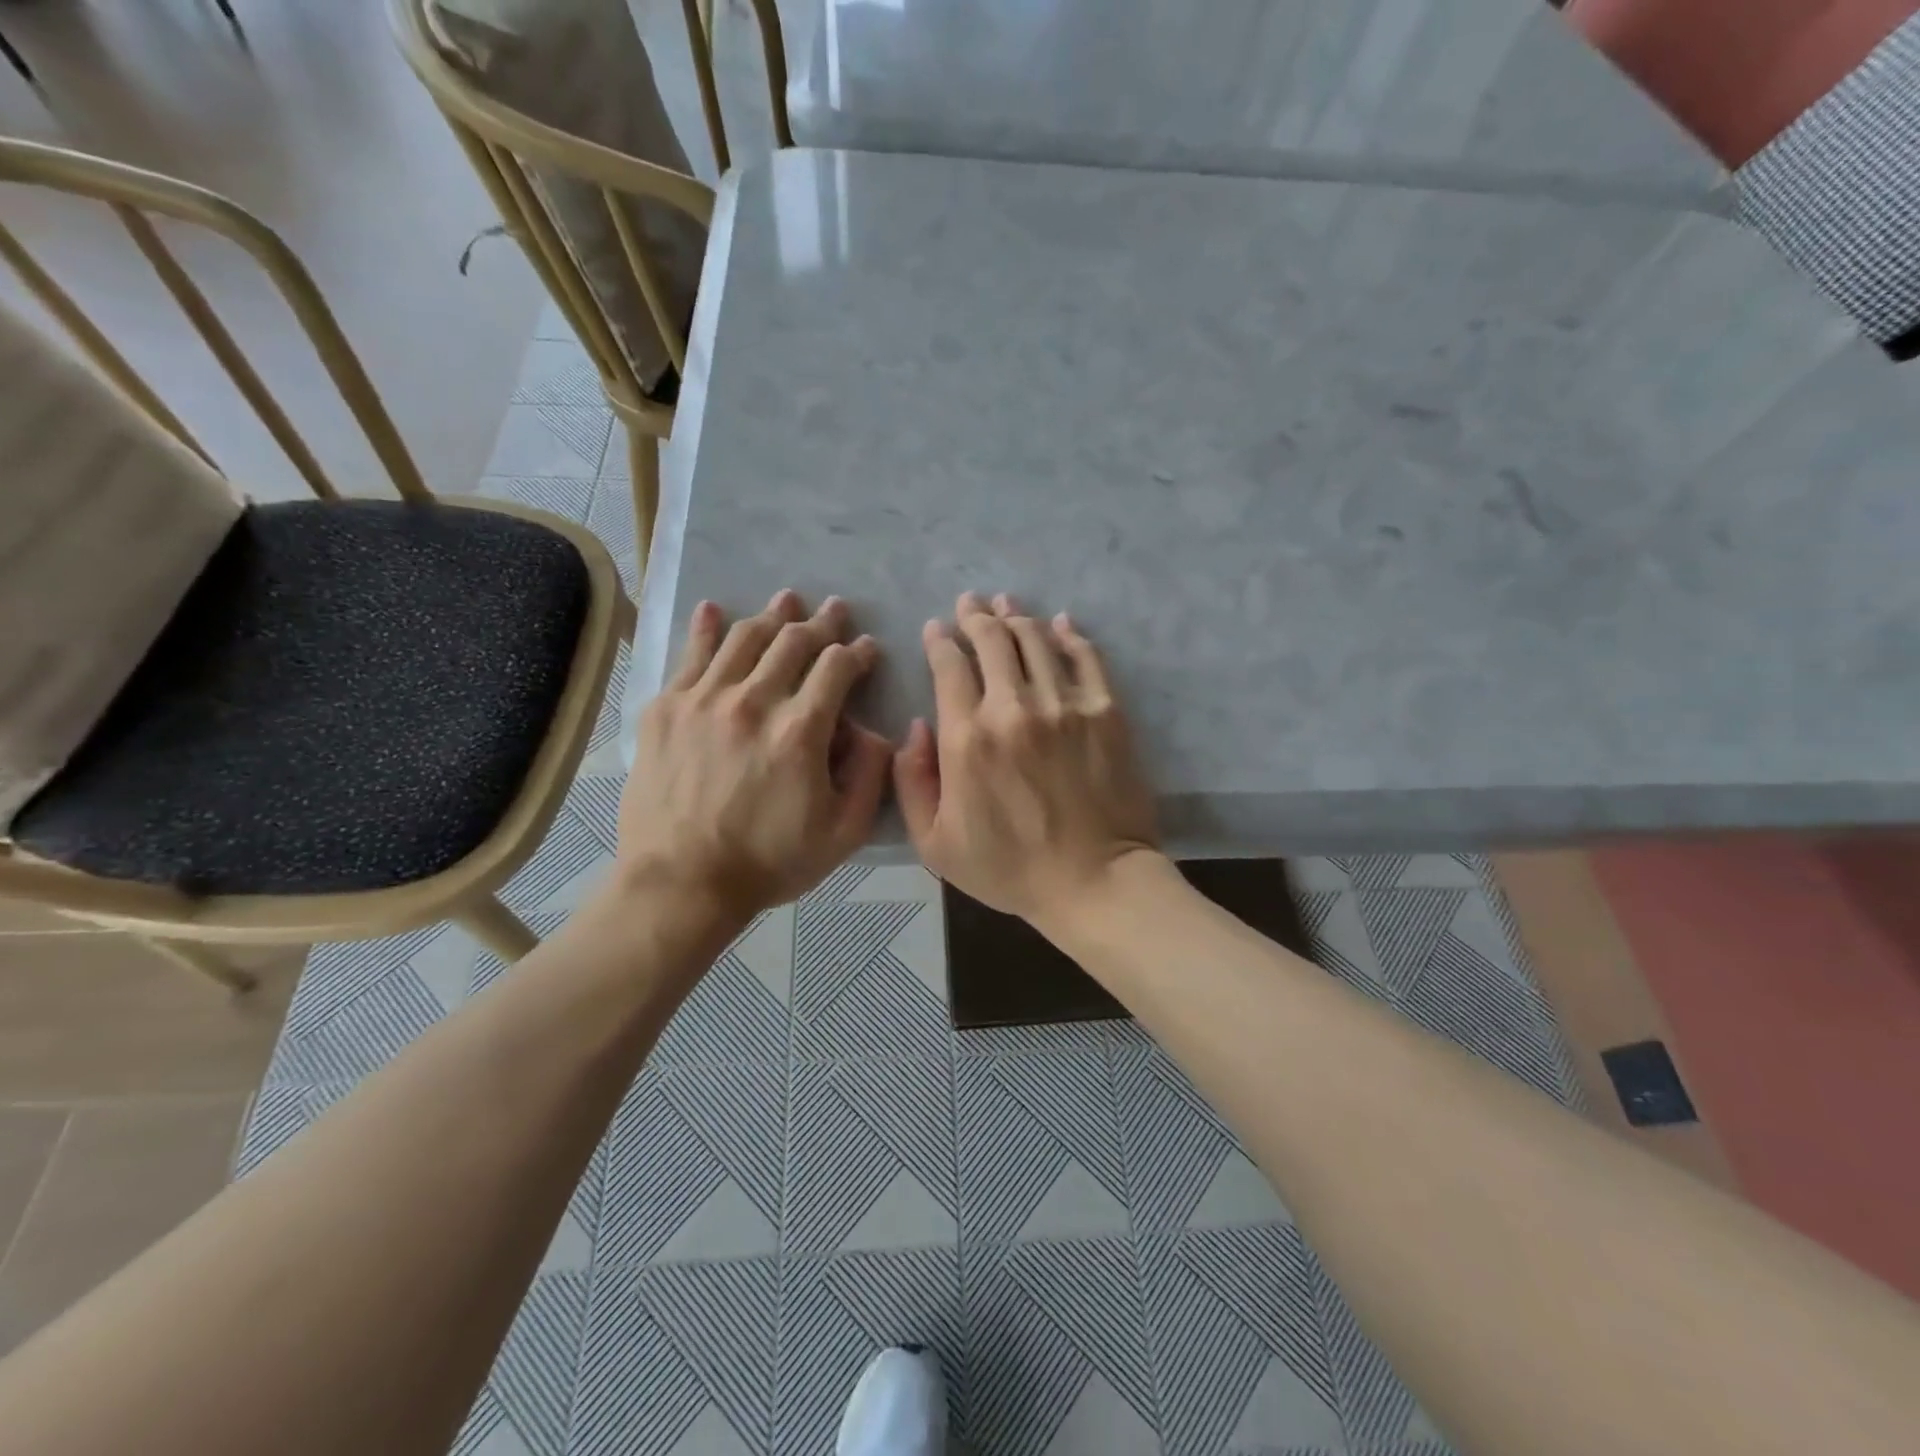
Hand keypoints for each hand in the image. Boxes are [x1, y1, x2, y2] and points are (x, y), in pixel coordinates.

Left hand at [619, 589, 892, 923]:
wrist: (681, 883)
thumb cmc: (769, 862)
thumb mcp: (844, 833)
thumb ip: (870, 775)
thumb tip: (874, 731)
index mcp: (801, 730)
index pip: (837, 668)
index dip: (857, 652)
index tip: (867, 649)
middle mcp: (754, 701)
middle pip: (793, 641)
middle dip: (822, 623)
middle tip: (835, 611)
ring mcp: (704, 700)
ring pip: (745, 638)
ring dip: (772, 615)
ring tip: (787, 600)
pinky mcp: (666, 708)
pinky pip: (691, 654)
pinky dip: (707, 627)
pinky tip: (716, 609)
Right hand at [894, 591, 1158, 928]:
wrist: (1094, 882)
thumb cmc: (1009, 869)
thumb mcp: (934, 844)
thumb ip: (912, 781)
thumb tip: (916, 727)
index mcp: (967, 739)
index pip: (949, 666)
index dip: (941, 641)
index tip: (937, 629)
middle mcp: (1013, 708)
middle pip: (992, 640)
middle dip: (975, 616)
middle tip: (970, 604)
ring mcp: (1064, 705)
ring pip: (1035, 639)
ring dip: (1016, 616)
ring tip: (1006, 603)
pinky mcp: (1106, 711)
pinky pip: (1085, 656)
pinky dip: (1069, 634)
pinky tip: (1060, 623)